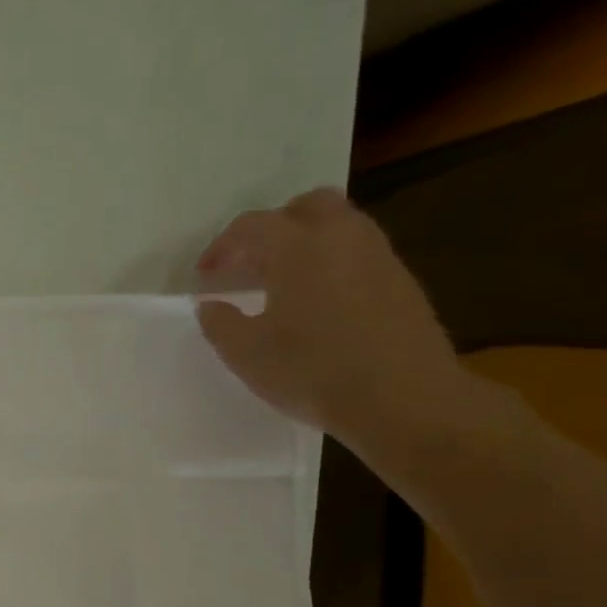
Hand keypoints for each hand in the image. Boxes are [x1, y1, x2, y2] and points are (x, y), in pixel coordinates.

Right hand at [194, 189, 470, 452]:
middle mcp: (342, 237)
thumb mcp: (245, 353)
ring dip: (305, 243)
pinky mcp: (401, 282)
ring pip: (338, 226)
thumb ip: (219, 323)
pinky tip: (317, 302)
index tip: (204, 274)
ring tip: (281, 282)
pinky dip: (331, 264)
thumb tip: (211, 304)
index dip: (221, 246)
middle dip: (272, 228)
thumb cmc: (312, 371)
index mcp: (298, 247)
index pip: (252, 226)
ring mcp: (378, 256)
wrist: (402, 399)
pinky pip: (358, 254)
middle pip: (305, 207)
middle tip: (249, 263)